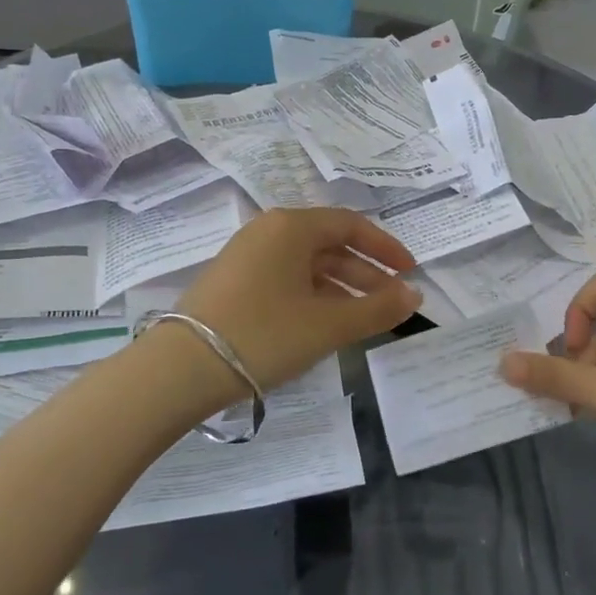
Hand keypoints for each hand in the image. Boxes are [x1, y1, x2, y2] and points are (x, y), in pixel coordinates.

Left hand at [176, 208, 420, 390]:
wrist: (181, 369)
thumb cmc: (263, 334)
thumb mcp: (328, 325)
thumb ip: (377, 309)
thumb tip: (414, 296)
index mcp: (291, 227)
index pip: (351, 225)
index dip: (385, 248)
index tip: (410, 272)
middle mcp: (268, 231)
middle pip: (329, 245)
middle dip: (365, 274)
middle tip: (392, 303)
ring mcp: (246, 256)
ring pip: (307, 265)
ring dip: (340, 288)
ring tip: (363, 319)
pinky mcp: (233, 282)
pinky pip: (285, 279)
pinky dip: (313, 296)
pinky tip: (323, 324)